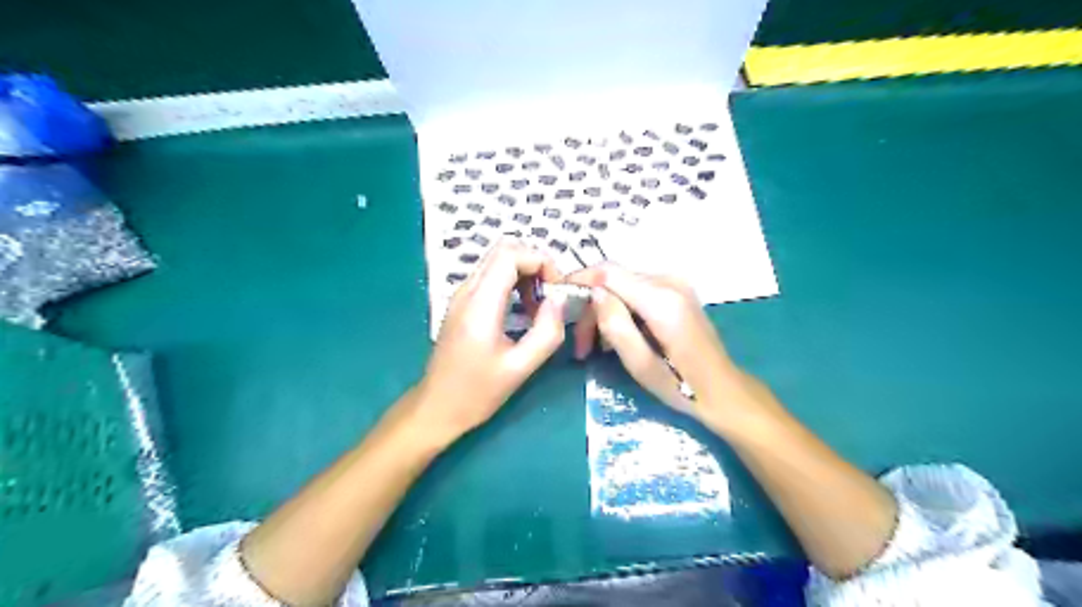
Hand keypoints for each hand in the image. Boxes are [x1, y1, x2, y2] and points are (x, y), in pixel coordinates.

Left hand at [416, 239, 565, 441]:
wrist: (436, 408)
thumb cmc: (476, 393)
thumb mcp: (520, 367)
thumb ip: (546, 332)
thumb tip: (560, 301)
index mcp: (480, 304)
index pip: (510, 254)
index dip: (541, 262)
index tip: (558, 289)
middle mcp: (467, 291)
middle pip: (503, 251)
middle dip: (535, 265)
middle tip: (552, 295)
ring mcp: (462, 296)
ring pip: (497, 262)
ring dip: (525, 275)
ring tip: (541, 307)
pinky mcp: (462, 305)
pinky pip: (491, 278)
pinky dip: (513, 284)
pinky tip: (524, 312)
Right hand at [568, 262, 750, 426]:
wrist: (723, 389)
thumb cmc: (682, 385)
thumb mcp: (640, 364)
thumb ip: (615, 326)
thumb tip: (594, 294)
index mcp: (662, 300)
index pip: (610, 272)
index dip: (580, 279)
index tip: (557, 297)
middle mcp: (670, 282)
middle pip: (615, 279)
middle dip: (592, 307)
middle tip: (581, 346)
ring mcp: (676, 284)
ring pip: (623, 285)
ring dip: (605, 310)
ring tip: (595, 347)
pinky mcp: (677, 291)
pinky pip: (637, 291)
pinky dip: (621, 309)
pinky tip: (618, 335)